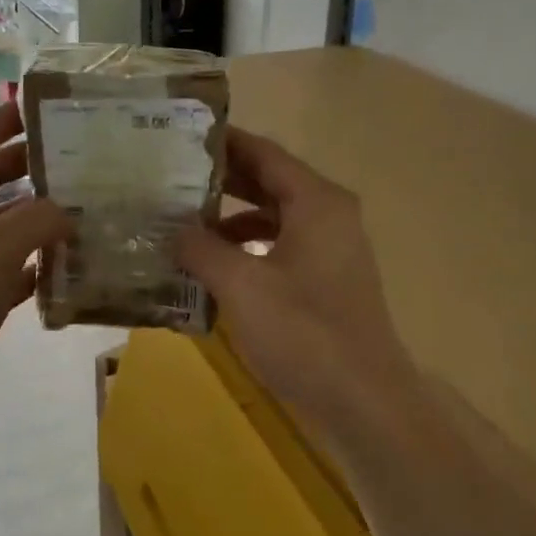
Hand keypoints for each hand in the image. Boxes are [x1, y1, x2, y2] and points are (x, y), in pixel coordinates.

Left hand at [0, 106, 70, 449]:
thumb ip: (37, 219)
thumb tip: (71, 209)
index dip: (6, 120)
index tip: (51, 107)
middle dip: (32, 165)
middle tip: (83, 157)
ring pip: (4, 222)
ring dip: (40, 213)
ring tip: (90, 203)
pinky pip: (11, 263)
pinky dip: (40, 258)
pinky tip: (77, 258)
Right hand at [177, 128, 415, 429]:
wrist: (364, 400)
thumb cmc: (304, 333)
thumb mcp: (242, 286)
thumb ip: (202, 248)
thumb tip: (172, 228)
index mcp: (316, 201)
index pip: (264, 153)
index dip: (223, 143)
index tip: (179, 135)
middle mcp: (328, 215)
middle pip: (269, 183)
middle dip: (221, 181)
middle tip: (171, 178)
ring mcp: (331, 250)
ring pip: (273, 218)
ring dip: (231, 220)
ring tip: (182, 224)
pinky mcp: (326, 281)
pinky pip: (280, 249)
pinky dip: (247, 251)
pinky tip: (212, 269)